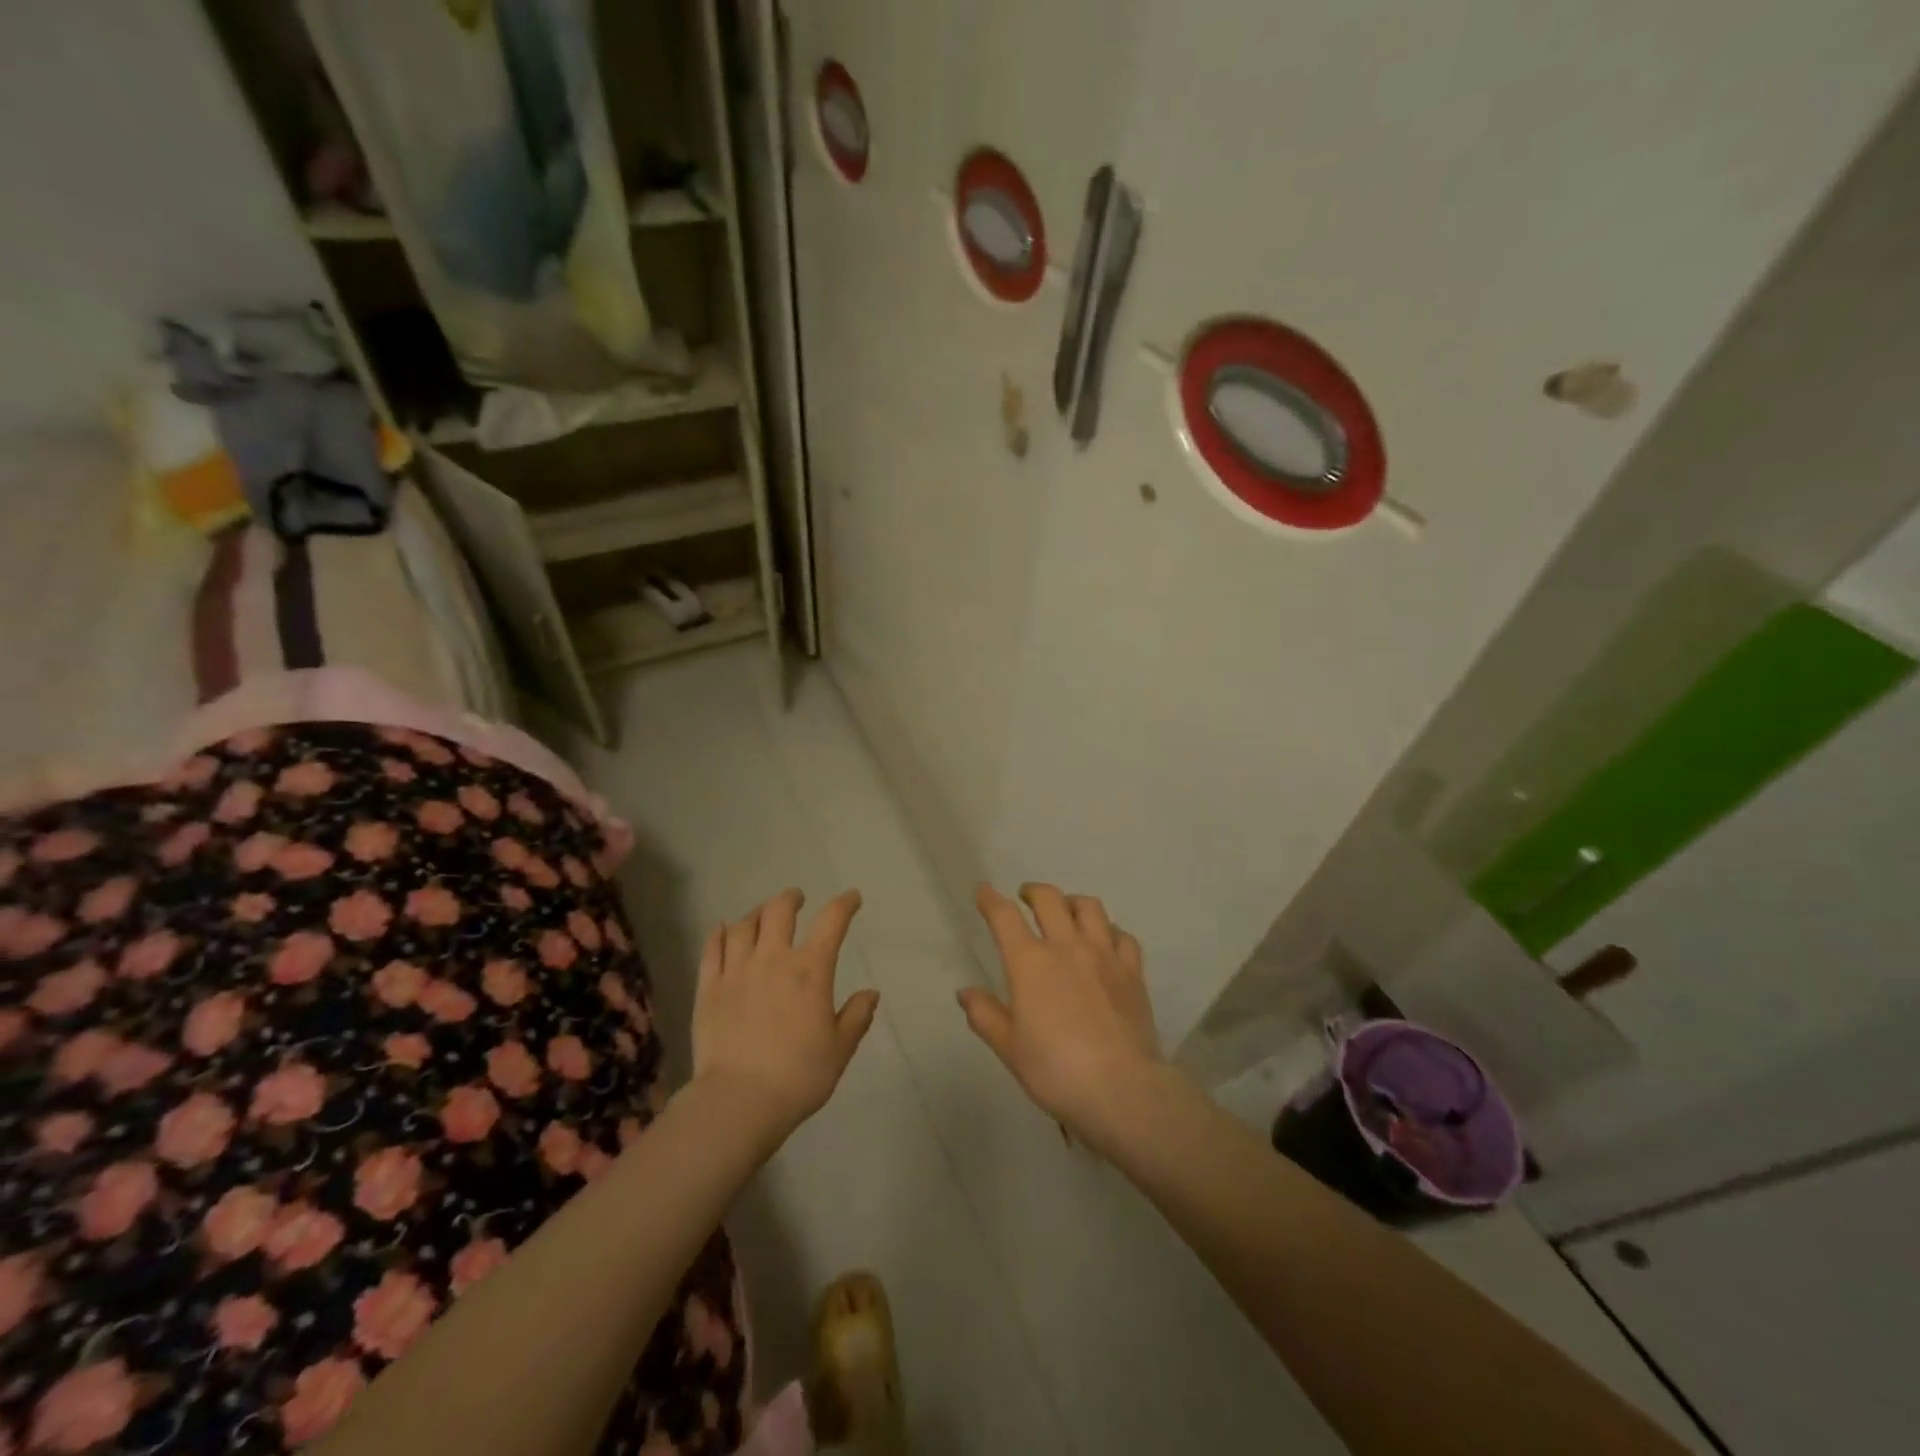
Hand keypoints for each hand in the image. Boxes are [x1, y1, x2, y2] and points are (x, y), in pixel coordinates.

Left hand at [692, 888, 879, 1136]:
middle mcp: (773, 960)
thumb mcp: (839, 1050)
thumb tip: (871, 993)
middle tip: (797, 898)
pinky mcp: (708, 988)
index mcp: (810, 971)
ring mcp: (736, 971)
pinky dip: (720, 933)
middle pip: (780, 911)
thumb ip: (856, 1017)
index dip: (844, 904)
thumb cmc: (798, 1076)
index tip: (852, 898)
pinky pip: (712, 949)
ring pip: (745, 924)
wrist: (738, 1101)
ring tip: (763, 915)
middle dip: (791, 898)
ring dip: (757, 913)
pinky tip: (723, 930)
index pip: (832, 921)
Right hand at [959, 883, 1165, 1151]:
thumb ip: (985, 1015)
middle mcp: (1066, 946)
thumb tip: (965, 992)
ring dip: (1072, 902)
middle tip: (1025, 897)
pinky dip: (1110, 931)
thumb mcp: (1009, 1048)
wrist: (1121, 1088)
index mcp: (1029, 962)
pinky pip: (1123, 936)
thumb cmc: (1055, 1070)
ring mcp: (1104, 955)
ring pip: (1089, 907)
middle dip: (1033, 891)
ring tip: (1066, 910)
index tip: (984, 891)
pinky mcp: (1132, 971)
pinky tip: (1106, 940)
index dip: (991, 900)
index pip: (1004, 916)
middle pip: (1049, 899)